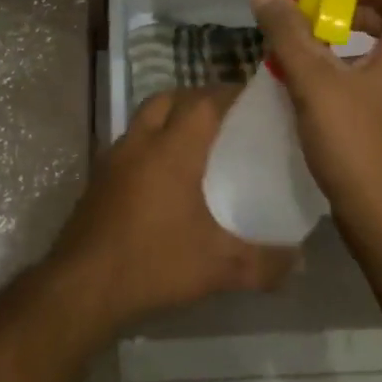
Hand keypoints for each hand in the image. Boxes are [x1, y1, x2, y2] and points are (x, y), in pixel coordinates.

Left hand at [46, 87, 297, 330]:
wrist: (82, 286)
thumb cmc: (153, 263)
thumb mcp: (217, 268)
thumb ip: (263, 263)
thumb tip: (300, 260)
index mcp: (171, 150)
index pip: (202, 102)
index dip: (227, 94)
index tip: (252, 99)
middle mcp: (140, 143)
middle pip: (168, 99)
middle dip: (196, 99)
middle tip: (223, 116)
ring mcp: (113, 159)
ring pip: (143, 119)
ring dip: (168, 118)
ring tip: (195, 143)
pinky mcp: (97, 179)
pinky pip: (129, 144)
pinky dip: (149, 144)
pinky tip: (162, 177)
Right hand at [252, 0, 381, 233]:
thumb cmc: (359, 144)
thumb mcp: (315, 82)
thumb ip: (288, 33)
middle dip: (347, 7)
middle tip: (307, 13)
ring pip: (381, 50)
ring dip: (343, 40)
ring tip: (302, 47)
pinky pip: (375, 78)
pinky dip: (346, 70)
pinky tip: (311, 86)